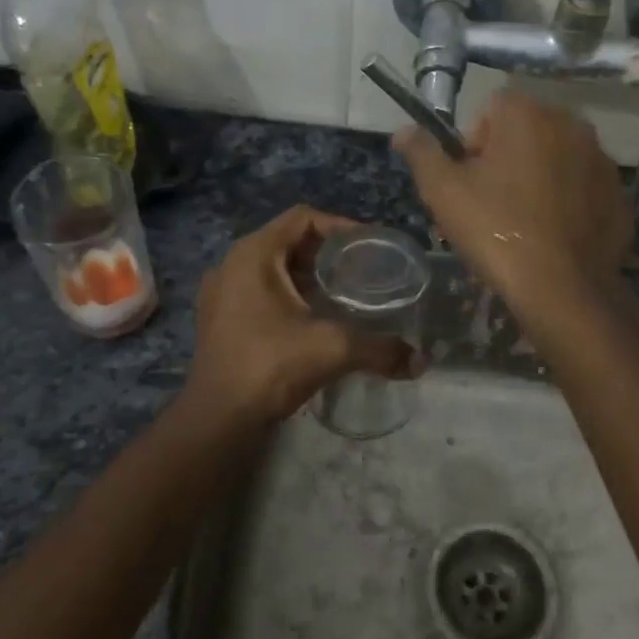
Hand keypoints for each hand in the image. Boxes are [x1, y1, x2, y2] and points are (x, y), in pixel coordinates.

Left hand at [181, 206, 416, 430]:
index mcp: (253, 254)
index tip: (370, 246)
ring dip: (307, 276)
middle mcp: (231, 265)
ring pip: (273, 268)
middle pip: (287, 241)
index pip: (302, 218)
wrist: (218, 420)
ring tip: (343, 294)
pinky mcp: (218, 319)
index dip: (340, 225)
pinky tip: (313, 319)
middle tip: (362, 270)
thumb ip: (380, 349)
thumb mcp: (332, 349)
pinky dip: (288, 295)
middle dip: (326, 253)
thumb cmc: (270, 367)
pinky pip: (259, 291)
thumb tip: (419, 362)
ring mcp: (220, 293)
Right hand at [393, 90, 628, 309]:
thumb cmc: (495, 230)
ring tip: (519, 223)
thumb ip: (421, 152)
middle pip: (524, 132)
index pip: (490, 110)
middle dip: (503, 160)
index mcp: (527, 114)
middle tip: (487, 206)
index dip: (471, 144)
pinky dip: (565, 201)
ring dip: (535, 178)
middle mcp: (571, 124)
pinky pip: (580, 186)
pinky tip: (550, 235)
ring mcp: (601, 159)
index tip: (467, 182)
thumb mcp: (442, 191)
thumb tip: (404, 130)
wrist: (562, 288)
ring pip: (554, 159)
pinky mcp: (618, 193)